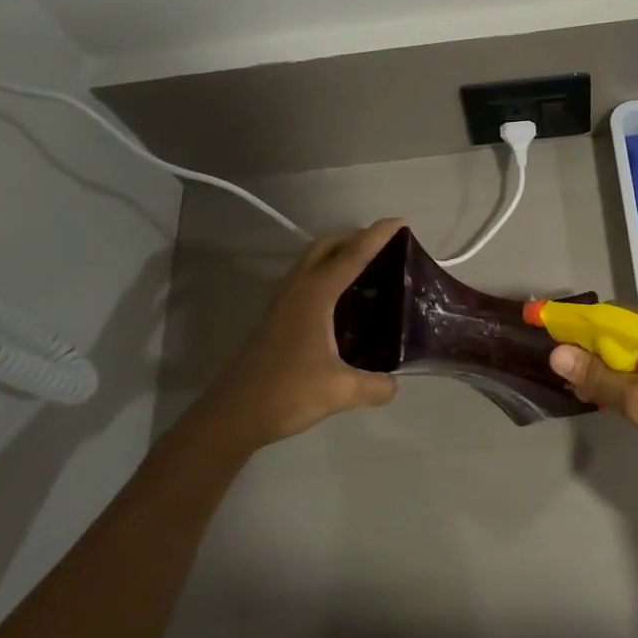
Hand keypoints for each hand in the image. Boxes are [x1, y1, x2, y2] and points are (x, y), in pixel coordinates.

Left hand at [194, 219, 404, 451]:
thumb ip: (375, 385)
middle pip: (328, 244)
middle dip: (356, 236)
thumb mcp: (341, 391)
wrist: (234, 414)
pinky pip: (308, 277)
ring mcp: (284, 301)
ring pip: (314, 259)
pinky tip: (345, 298)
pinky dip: (329, 271)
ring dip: (340, 252)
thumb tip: (395, 383)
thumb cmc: (287, 393)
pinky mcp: (278, 316)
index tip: (402, 222)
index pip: (353, 255)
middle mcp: (299, 288)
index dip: (379, 235)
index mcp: (316, 294)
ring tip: (370, 266)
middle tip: (387, 245)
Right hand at [548, 308, 637, 507]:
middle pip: (619, 327)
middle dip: (590, 349)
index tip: (543, 334)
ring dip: (610, 364)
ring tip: (586, 390)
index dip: (570, 324)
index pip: (603, 314)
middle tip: (567, 378)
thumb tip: (556, 351)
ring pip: (636, 344)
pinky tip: (619, 394)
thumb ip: (597, 376)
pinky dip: (632, 370)